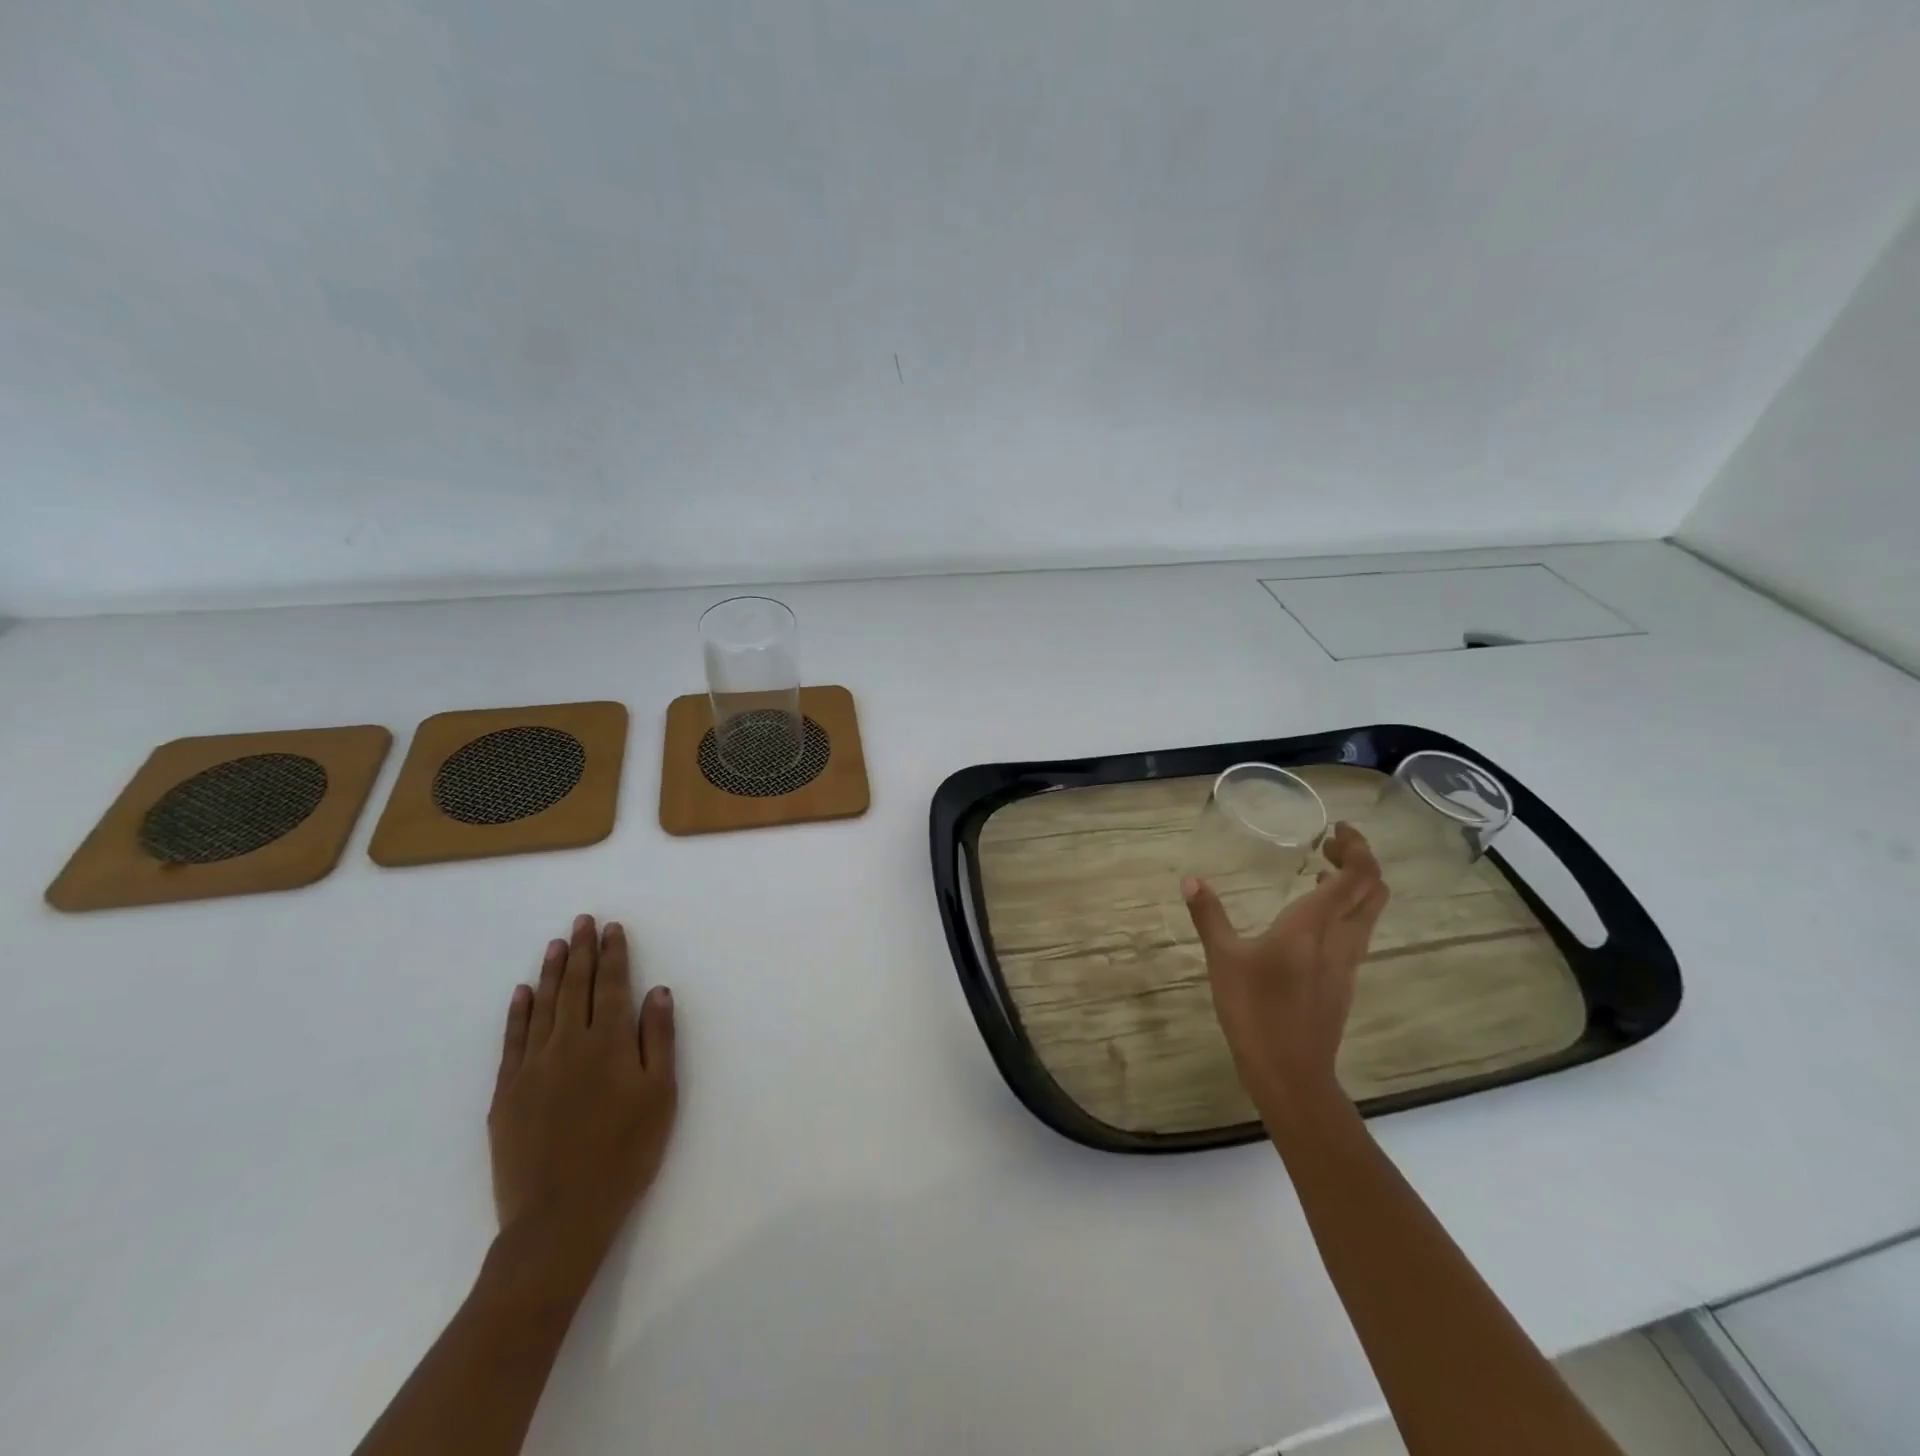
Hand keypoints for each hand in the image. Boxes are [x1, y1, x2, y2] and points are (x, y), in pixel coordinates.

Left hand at [487, 915, 677, 1296]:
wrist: (559, 1218)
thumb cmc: (624, 1153)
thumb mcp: (660, 1095)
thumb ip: (658, 1039)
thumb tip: (657, 991)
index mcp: (608, 1043)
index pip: (610, 986)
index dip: (613, 954)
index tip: (612, 928)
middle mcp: (567, 1044)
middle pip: (575, 987)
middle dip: (581, 951)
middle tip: (582, 921)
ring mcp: (531, 1067)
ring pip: (542, 1006)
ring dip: (551, 972)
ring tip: (557, 943)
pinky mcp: (505, 1093)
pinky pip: (511, 1041)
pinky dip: (517, 1013)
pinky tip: (522, 993)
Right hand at [1183, 822, 1389, 1118]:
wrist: (1291, 1074)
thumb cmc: (1255, 1011)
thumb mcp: (1223, 959)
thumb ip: (1209, 916)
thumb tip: (1191, 880)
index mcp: (1313, 926)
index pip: (1357, 876)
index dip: (1356, 847)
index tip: (1336, 828)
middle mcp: (1341, 940)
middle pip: (1374, 891)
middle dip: (1359, 861)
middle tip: (1328, 846)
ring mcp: (1347, 964)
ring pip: (1369, 914)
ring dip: (1355, 887)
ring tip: (1321, 872)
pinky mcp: (1343, 983)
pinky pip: (1356, 934)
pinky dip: (1345, 911)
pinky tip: (1312, 919)